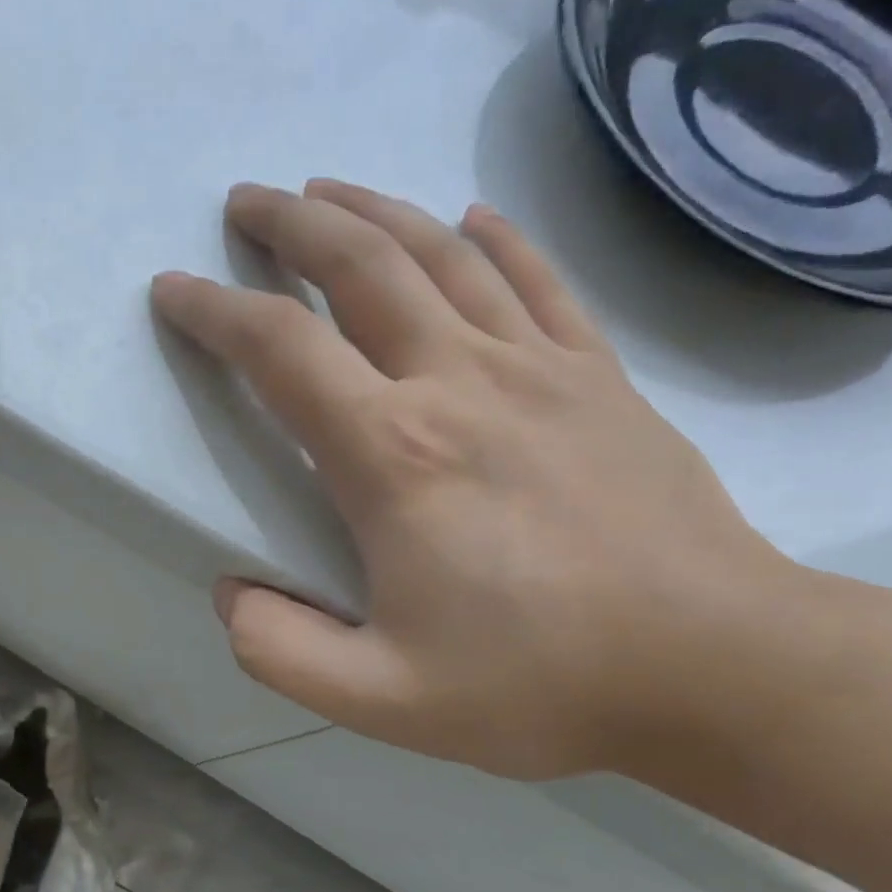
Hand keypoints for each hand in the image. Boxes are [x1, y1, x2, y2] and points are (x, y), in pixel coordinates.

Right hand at [151, 180, 793, 779]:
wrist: (718, 668)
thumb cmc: (539, 684)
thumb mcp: (379, 699)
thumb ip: (279, 650)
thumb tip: (231, 594)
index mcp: (393, 455)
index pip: (279, 350)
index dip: (214, 310)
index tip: (173, 287)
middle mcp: (459, 382)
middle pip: (361, 266)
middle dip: (290, 225)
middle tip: (245, 202)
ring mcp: (540, 369)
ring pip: (444, 255)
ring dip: (375, 212)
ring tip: (327, 192)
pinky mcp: (601, 378)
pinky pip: (541, 281)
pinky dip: (497, 238)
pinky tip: (470, 217)